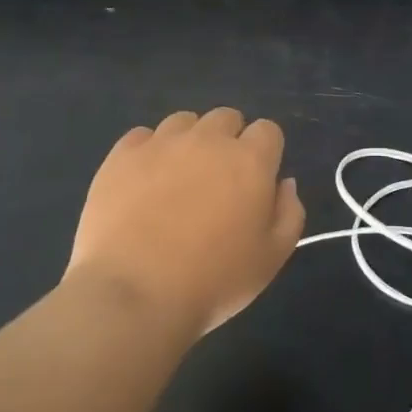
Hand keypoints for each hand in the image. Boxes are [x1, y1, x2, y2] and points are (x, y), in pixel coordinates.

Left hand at [66, 108, 304, 342]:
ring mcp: (161, 143)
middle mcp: (208, 139)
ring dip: (189, 141)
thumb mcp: (272, 258)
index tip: (256, 181)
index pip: (268, 130)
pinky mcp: (122, 155)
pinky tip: (143, 182)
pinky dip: (147, 151)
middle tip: (219, 180)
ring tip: (178, 179)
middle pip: (226, 117)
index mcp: (250, 160)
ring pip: (184, 121)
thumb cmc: (214, 280)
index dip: (265, 152)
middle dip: (228, 140)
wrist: (134, 294)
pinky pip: (141, 136)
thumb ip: (289, 213)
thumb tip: (284, 183)